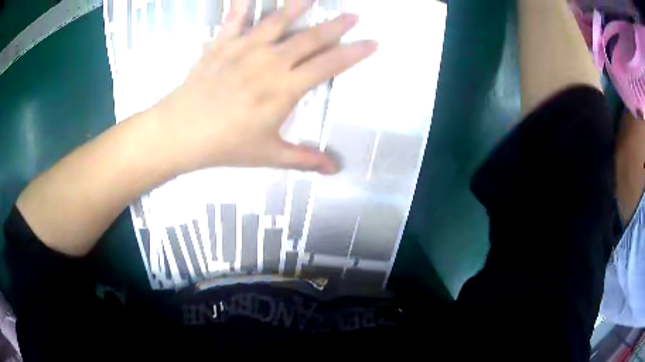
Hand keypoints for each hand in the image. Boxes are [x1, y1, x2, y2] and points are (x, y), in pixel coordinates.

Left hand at [152, 0, 376, 174]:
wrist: (180, 132)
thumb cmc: (225, 145)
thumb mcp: (268, 155)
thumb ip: (304, 159)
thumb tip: (335, 170)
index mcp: (285, 88)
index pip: (329, 65)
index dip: (354, 53)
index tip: (372, 43)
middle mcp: (270, 61)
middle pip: (311, 38)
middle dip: (336, 25)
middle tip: (353, 15)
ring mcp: (245, 48)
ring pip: (279, 20)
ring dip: (299, 5)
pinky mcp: (223, 42)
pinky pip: (236, 16)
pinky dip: (243, 3)